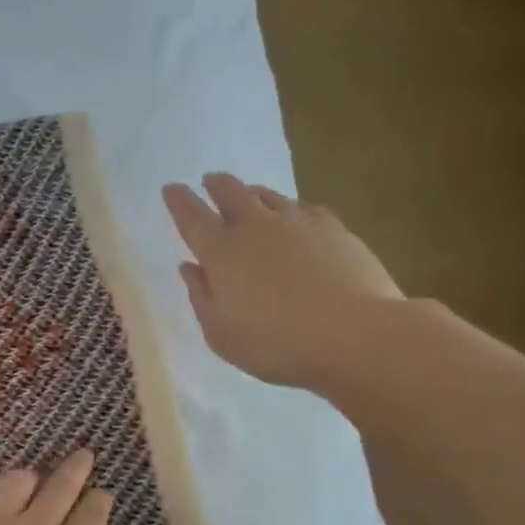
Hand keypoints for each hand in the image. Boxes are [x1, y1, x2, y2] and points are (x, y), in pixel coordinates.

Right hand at [163, 173, 403, 389]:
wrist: (354, 335)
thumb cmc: (275, 343)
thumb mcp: (220, 333)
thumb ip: (201, 296)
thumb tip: (190, 267)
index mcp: (220, 253)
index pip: (191, 217)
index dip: (179, 201)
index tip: (171, 188)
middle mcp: (255, 227)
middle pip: (231, 193)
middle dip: (216, 184)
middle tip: (210, 180)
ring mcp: (298, 223)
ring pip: (268, 195)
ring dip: (252, 192)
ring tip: (249, 194)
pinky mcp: (334, 229)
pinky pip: (305, 208)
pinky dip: (292, 209)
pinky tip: (297, 218)